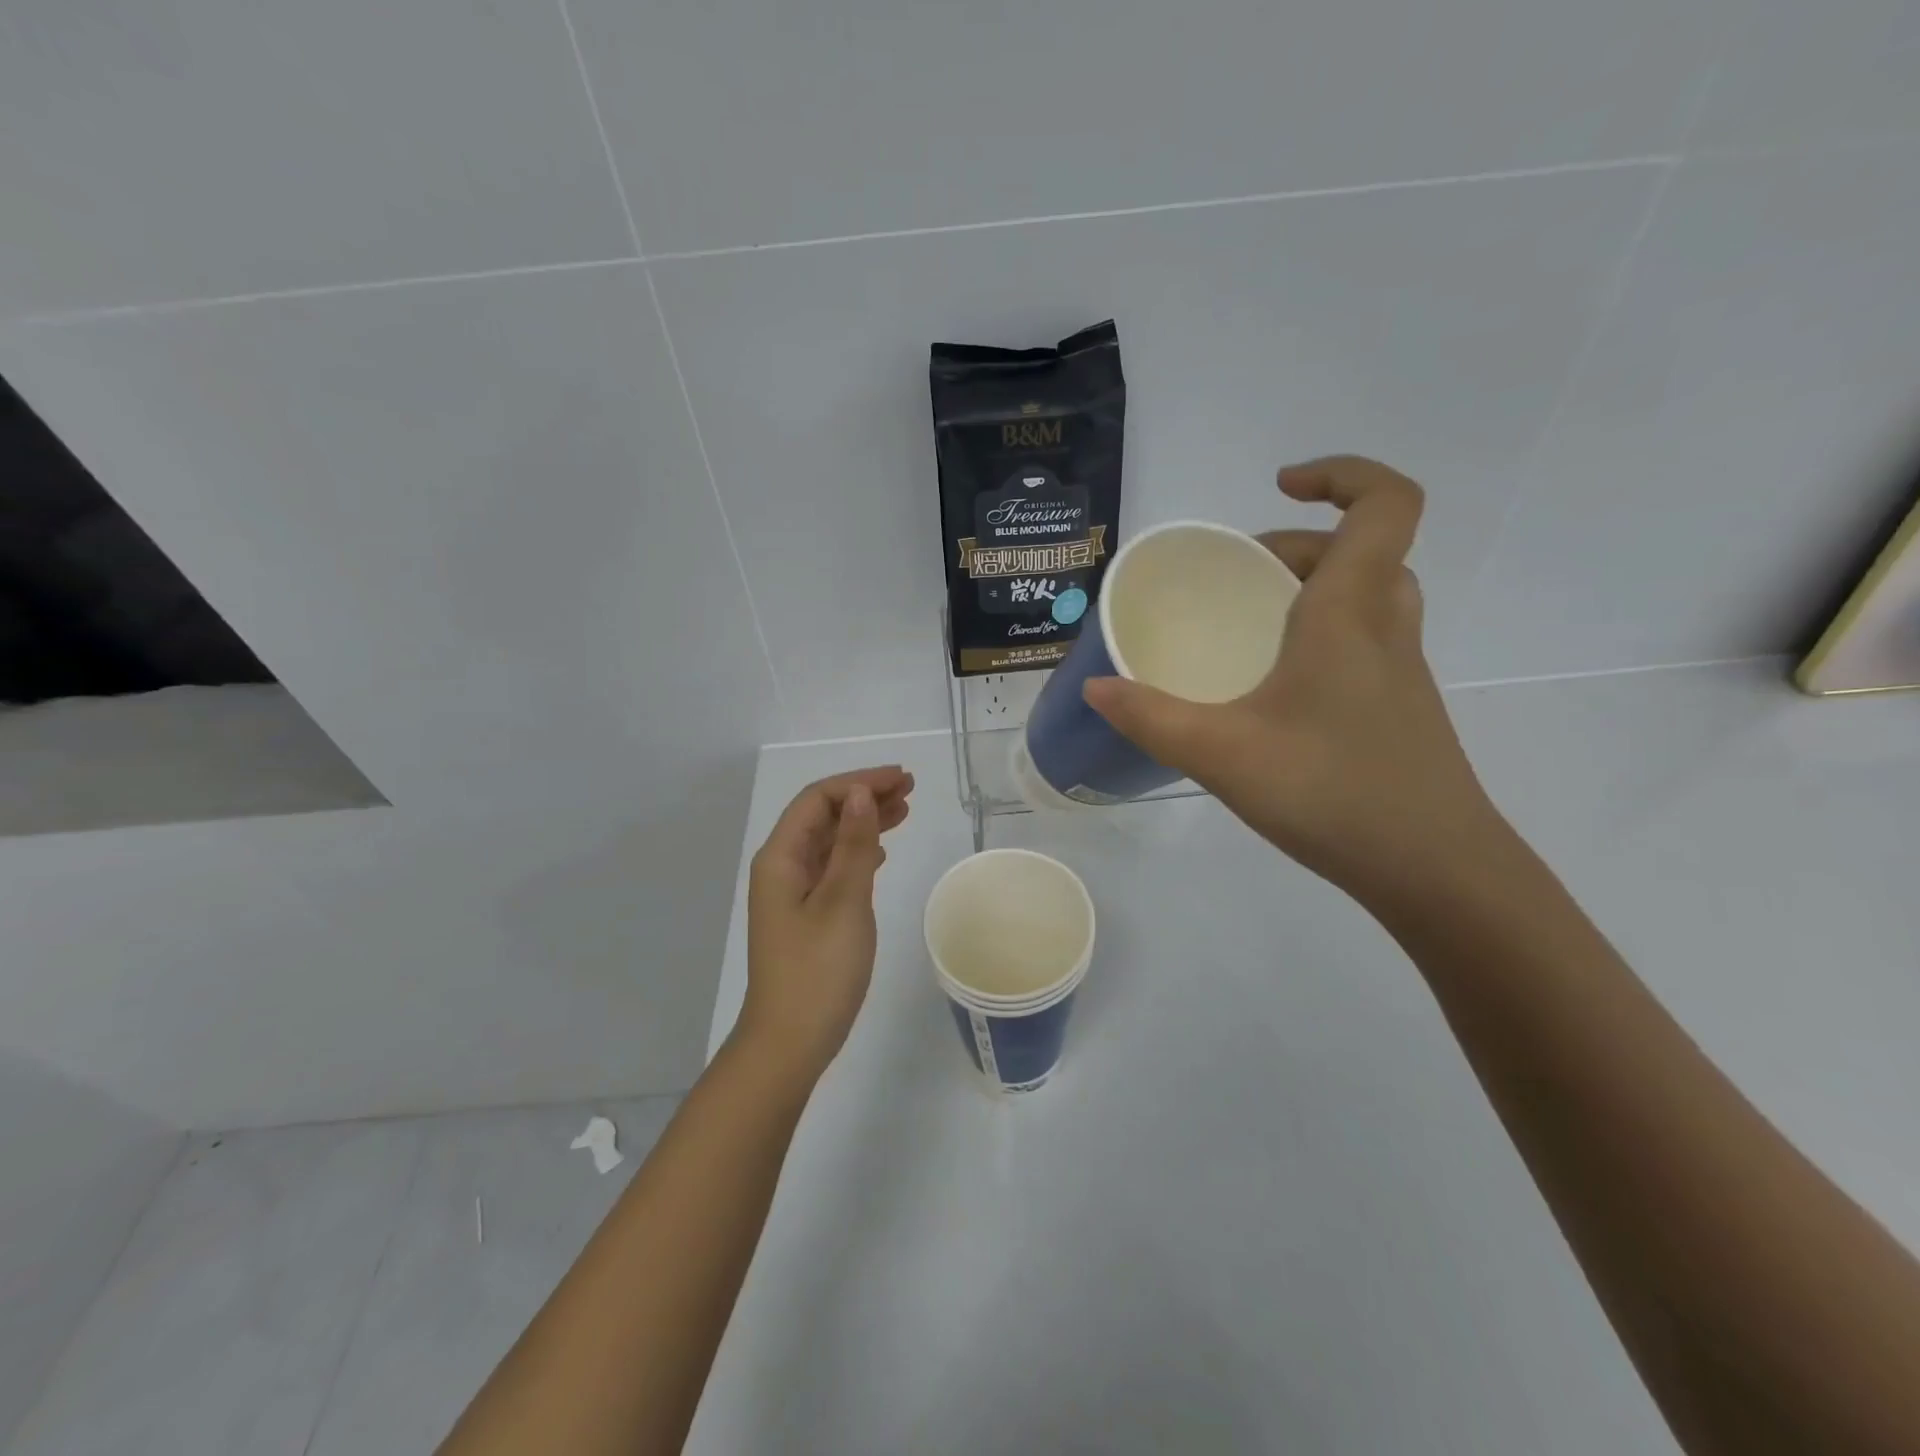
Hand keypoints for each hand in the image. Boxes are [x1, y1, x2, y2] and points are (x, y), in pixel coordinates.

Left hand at [739, 767, 914, 1078]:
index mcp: (781, 858)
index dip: (860, 782)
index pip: (818, 799)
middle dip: (865, 796)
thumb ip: (855, 845)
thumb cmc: (818, 970)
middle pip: (824, 816)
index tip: (901, 780)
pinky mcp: (807, 915)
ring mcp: (793, 893)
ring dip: (865, 822)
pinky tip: (881, 853)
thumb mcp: (844, 901)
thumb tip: (862, 794)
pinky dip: (859, 853)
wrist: (790, 1042)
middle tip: (910, 789)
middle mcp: (782, 868)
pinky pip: (833, 867)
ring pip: (831, 841)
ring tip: (905, 811)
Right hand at [1083, 456, 1500, 902]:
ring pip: (1370, 596)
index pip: (1383, 504)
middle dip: (1299, 544)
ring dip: (1316, 588)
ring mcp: (1401, 672)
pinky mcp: (1399, 711)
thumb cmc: (1333, 793)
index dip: (1342, 475)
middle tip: (1239, 575)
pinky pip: (1365, 642)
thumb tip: (1095, 687)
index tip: (1280, 487)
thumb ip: (1151, 718)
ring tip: (1254, 622)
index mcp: (1350, 614)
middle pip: (1363, 550)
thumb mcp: (1222, 753)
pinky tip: (1275, 690)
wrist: (1437, 872)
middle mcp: (1385, 629)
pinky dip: (1323, 636)